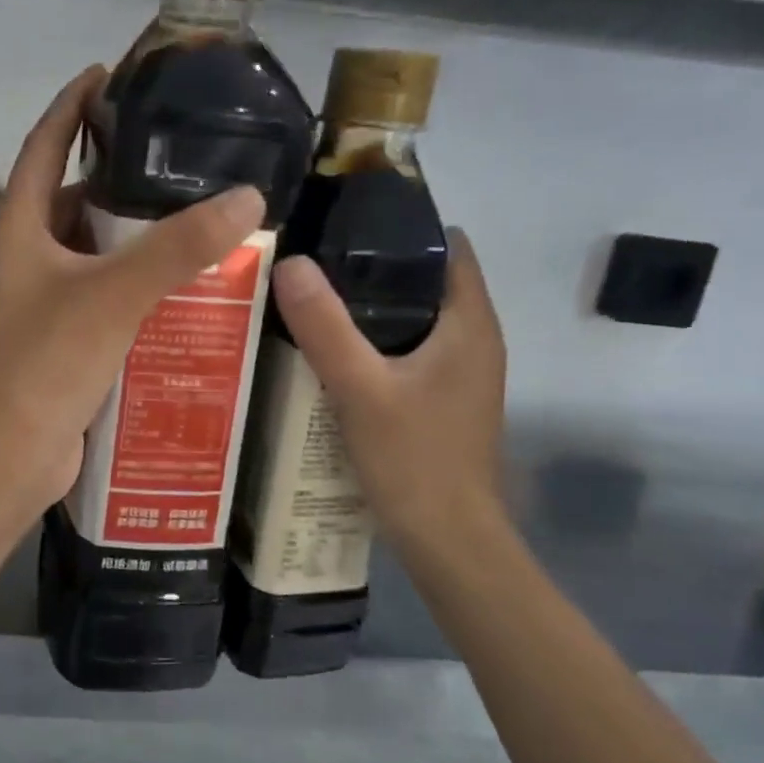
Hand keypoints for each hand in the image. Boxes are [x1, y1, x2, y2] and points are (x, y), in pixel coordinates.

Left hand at [0, 65, 265, 510]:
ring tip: (188, 215)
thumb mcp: (115, 295)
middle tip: (174, 157)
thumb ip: (178, 247)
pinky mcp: (58, 336)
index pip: (42, 145)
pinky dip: (131, 281)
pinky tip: (176, 284)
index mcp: (19, 228)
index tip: (106, 73)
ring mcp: (39, 299)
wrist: (14, 453)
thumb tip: (248, 196)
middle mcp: (23, 257)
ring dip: (130, 235)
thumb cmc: (48, 363)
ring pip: (90, 250)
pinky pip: (99, 292)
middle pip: (70, 198)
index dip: (72, 106)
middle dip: (116, 177)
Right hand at [270, 230, 506, 558]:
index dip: (401, 227)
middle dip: (371, 266)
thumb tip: (291, 262)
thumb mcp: (360, 389)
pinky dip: (371, 342)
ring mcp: (457, 373)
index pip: (446, 247)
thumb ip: (326, 326)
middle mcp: (472, 340)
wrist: (448, 541)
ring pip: (411, 319)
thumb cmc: (414, 460)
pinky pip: (404, 352)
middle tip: (310, 259)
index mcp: (469, 324)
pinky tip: (328, 352)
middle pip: (424, 281)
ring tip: (310, 297)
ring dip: (367, 307)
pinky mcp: (439, 400)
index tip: (343, 221)